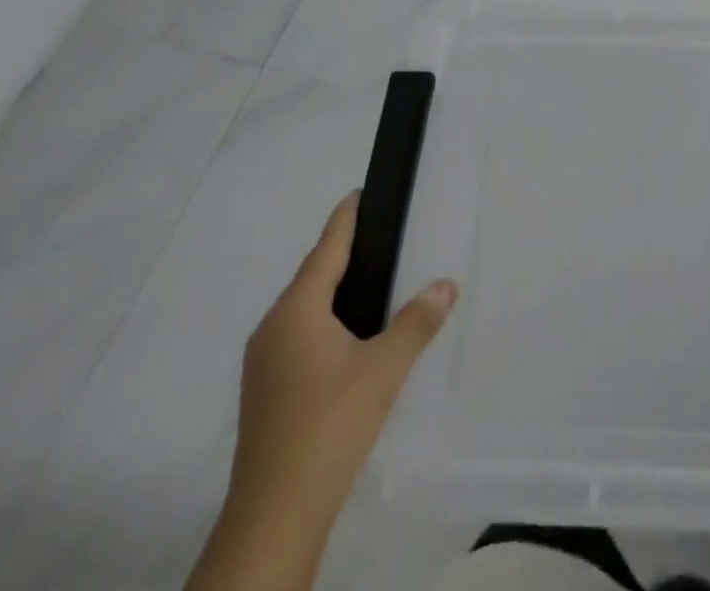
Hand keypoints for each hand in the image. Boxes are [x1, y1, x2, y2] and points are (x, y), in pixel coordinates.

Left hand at [186, 192, 457, 590]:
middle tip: (377, 235)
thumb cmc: (330, 424)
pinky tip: (345, 338)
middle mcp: (272, 328)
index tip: (359, 193)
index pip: (325, 249)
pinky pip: (296, 335)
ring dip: (331, 290)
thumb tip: (447, 283)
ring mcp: (262, 363)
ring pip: (302, 309)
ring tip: (368, 281)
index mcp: (296, 311)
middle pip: (311, 277)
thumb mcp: (384, 369)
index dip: (345, 220)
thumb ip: (417, 322)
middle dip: (340, 254)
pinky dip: (322, 321)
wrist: (274, 514)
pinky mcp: (264, 392)